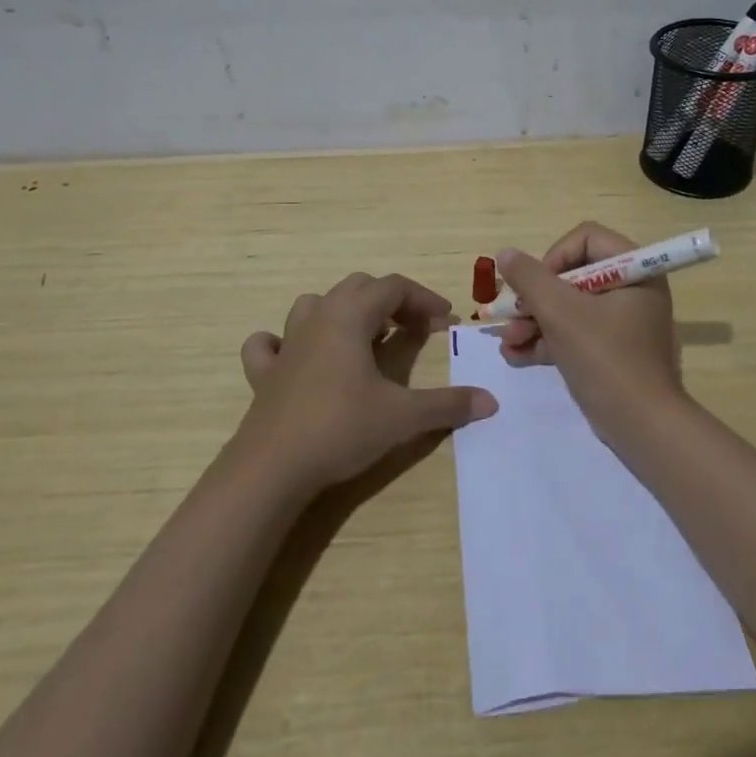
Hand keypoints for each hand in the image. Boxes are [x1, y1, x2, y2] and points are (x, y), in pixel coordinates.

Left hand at [237, 272, 496, 493]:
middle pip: (358, 287)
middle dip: (391, 301)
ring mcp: (286, 344)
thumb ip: (448, 405)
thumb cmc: (341, 429)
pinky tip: (296, 356)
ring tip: (364, 337)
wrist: (271, 469)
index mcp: (350, 316)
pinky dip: (284, 342)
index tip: (446, 322)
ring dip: (344, 312)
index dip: (424, 299)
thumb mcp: (403, 416)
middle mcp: (317, 318)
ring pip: (316, 305)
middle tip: (414, 329)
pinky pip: (270, 343)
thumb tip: (491, 401)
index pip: (393, 287)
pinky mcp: (264, 373)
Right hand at [495, 222, 685, 444]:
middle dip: (535, 299)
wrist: (642, 427)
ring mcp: (622, 322)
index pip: (586, 238)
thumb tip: (506, 253)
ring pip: (569, 308)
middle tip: (510, 318)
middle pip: (572, 275)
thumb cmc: (605, 358)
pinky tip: (515, 357)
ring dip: (534, 322)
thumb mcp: (561, 313)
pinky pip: (575, 334)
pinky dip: (547, 342)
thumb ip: (530, 278)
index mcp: (634, 269)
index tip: (535, 287)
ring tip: (507, 344)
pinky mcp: (611, 351)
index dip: (553, 257)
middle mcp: (631, 289)